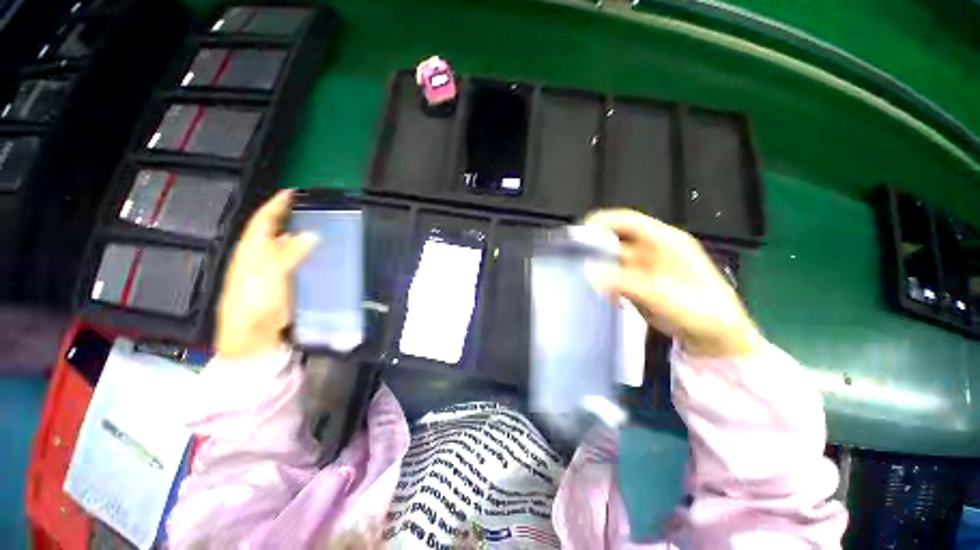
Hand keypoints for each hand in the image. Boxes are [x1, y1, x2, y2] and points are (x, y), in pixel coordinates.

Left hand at [215, 190, 317, 359]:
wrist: (254, 338)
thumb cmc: (256, 304)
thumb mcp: (269, 275)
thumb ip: (289, 254)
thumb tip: (311, 234)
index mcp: (250, 252)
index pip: (263, 222)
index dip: (275, 206)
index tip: (291, 192)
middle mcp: (258, 259)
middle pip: (273, 232)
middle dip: (288, 217)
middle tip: (310, 208)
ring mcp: (270, 273)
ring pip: (285, 247)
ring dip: (298, 235)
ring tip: (318, 225)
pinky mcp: (282, 285)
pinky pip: (295, 262)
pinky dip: (305, 254)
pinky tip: (317, 254)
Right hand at [585, 209, 761, 357]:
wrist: (715, 337)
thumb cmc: (700, 310)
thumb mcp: (662, 294)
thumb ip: (624, 282)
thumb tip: (589, 272)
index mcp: (665, 241)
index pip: (629, 221)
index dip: (604, 221)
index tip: (579, 230)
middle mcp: (652, 250)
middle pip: (617, 239)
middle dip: (595, 245)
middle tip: (571, 255)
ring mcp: (644, 268)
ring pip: (613, 260)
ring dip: (597, 265)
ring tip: (576, 273)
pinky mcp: (639, 285)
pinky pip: (615, 278)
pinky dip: (604, 283)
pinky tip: (596, 292)